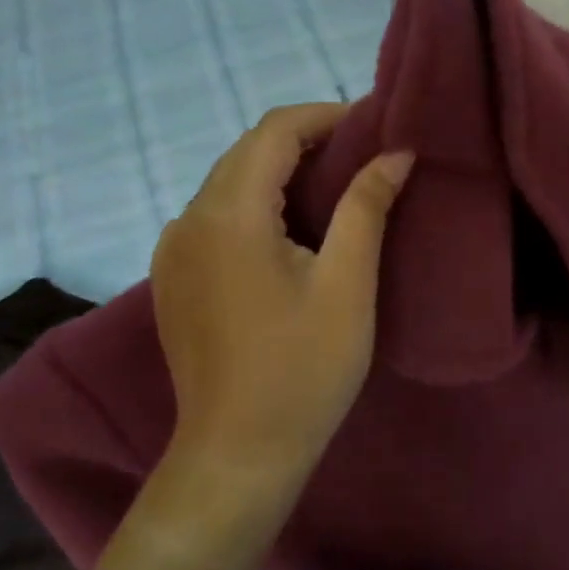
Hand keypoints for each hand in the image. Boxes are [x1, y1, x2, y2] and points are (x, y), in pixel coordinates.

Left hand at [151, 103, 413, 473]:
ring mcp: (172, 251)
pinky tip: (290, 233)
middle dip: (305, 142)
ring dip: (279, 174)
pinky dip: (255, 206)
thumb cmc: (303, 369)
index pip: (274, 131)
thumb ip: (366, 207)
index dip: (325, 116)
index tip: (372, 127)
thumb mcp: (347, 284)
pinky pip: (215, 218)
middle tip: (362, 156)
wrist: (239, 453)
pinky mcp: (173, 279)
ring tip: (335, 190)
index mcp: (228, 214)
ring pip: (228, 185)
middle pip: (247, 153)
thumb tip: (396, 154)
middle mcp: (187, 220)